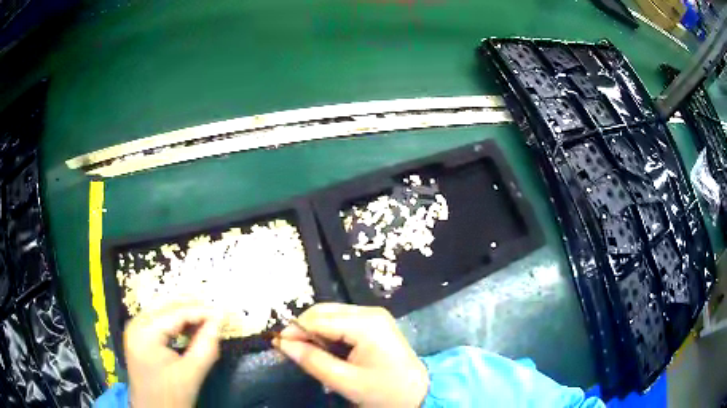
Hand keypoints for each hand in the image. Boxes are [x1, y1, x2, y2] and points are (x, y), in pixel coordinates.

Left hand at [123, 302, 221, 407]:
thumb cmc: (170, 397)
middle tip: (217, 312)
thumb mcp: (191, 374)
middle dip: (193, 306)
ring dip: (185, 312)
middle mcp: (136, 323)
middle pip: (166, 304)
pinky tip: (191, 327)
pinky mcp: (138, 335)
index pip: (176, 313)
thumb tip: (220, 320)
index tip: (224, 313)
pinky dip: (176, 321)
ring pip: (162, 309)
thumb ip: (206, 346)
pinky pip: (158, 319)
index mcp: (145, 332)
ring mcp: (135, 328)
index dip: (202, 311)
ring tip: (207, 318)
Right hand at [273, 303, 428, 407]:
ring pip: (330, 316)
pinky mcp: (374, 324)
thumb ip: (312, 361)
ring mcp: (373, 316)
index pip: (318, 318)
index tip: (279, 346)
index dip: (295, 330)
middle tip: (294, 352)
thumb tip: (282, 343)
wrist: (419, 394)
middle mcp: (369, 312)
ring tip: (312, 356)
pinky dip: (328, 334)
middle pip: (323, 312)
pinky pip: (341, 322)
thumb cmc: (384, 391)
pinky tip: (328, 352)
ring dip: (316, 333)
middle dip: (304, 330)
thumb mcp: (345, 381)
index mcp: (365, 324)